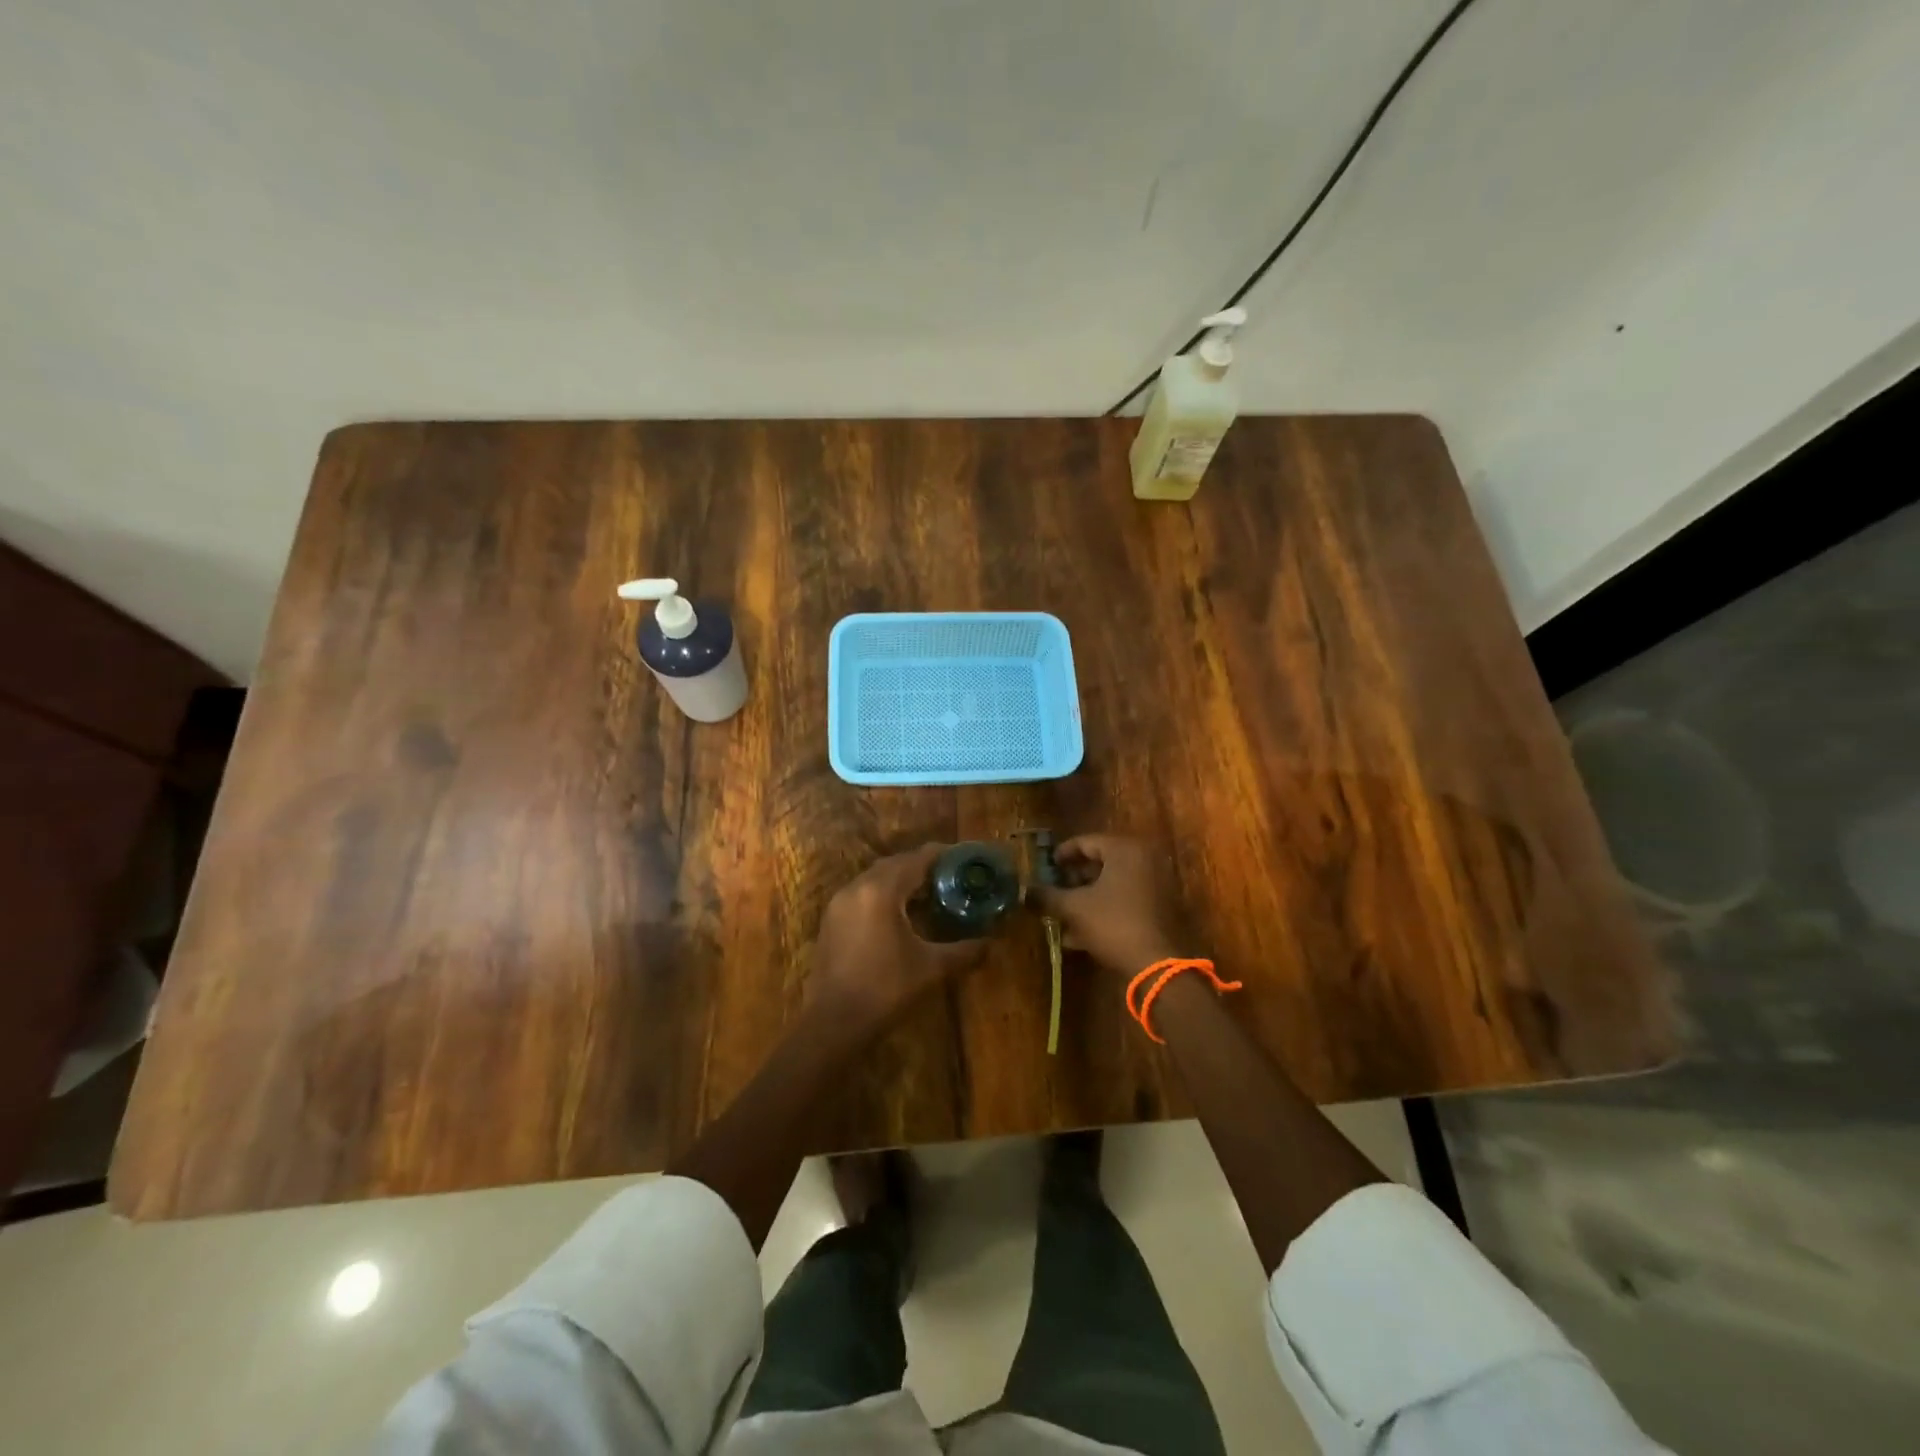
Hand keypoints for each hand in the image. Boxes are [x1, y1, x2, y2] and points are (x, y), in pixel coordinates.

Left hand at [810, 845, 985, 1025]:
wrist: (833, 1024)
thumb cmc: (885, 990)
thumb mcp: (931, 968)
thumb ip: (964, 951)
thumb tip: (990, 943)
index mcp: (882, 890)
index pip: (917, 859)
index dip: (943, 855)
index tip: (965, 859)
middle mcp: (857, 887)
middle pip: (895, 864)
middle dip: (923, 867)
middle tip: (951, 877)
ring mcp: (839, 903)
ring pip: (876, 878)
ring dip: (902, 881)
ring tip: (929, 894)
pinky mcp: (831, 920)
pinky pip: (862, 894)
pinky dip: (884, 895)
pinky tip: (900, 915)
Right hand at [1029, 834, 1190, 977]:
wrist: (1157, 964)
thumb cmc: (1113, 924)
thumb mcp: (1074, 908)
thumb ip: (1047, 896)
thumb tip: (1024, 891)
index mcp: (1125, 850)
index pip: (1086, 842)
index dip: (1062, 854)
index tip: (1046, 866)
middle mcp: (1144, 859)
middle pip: (1101, 862)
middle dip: (1074, 878)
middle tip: (1054, 889)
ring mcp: (1156, 884)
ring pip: (1112, 884)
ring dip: (1086, 897)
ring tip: (1063, 914)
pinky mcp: (1160, 907)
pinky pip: (1125, 900)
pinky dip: (1104, 910)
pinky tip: (1081, 934)